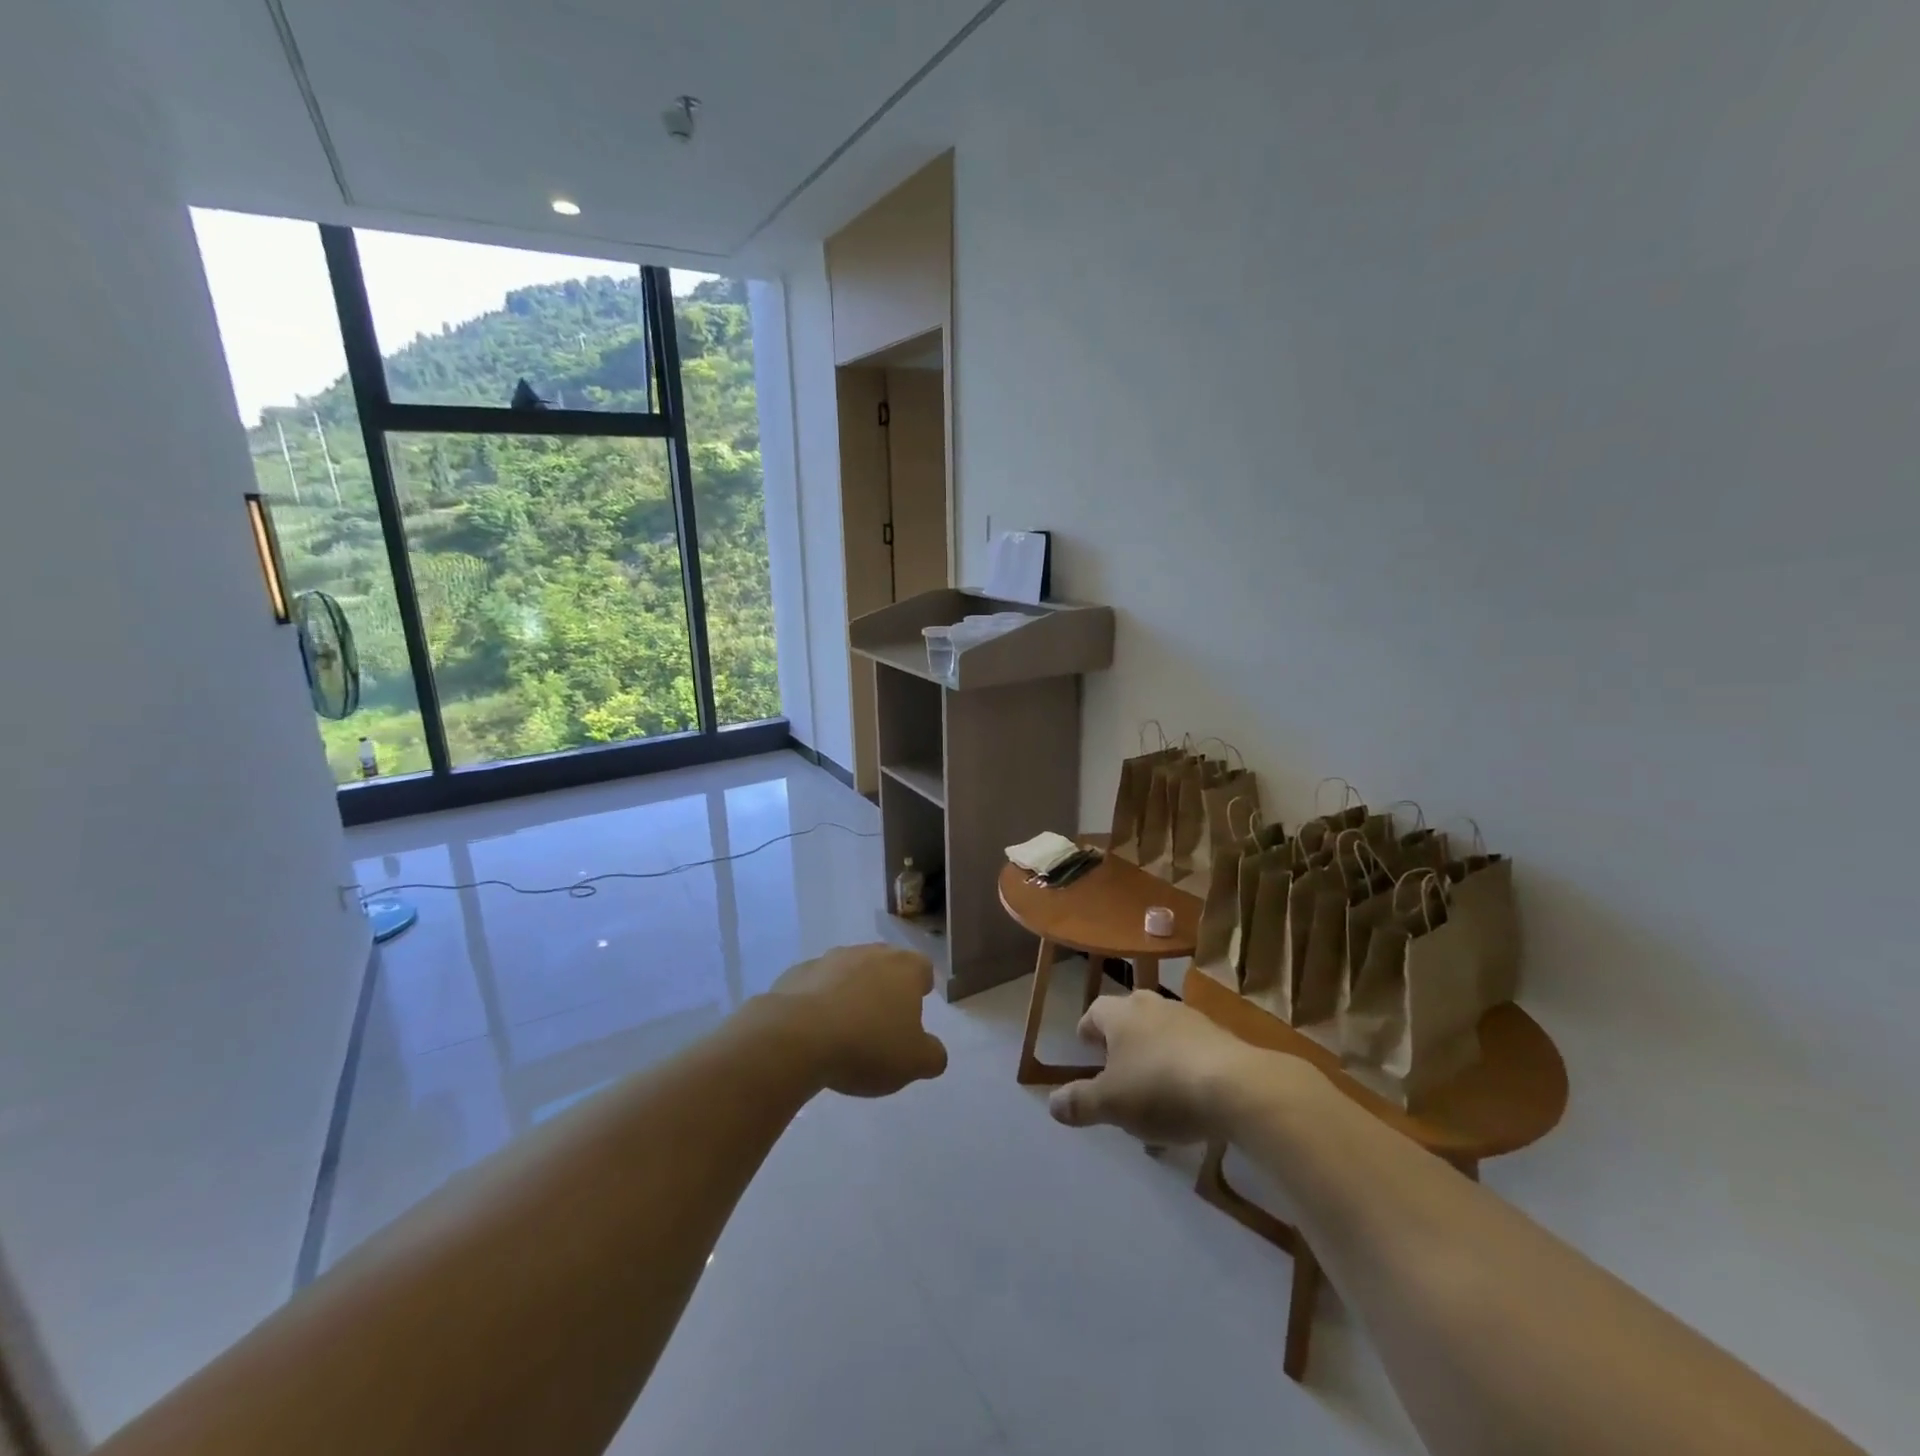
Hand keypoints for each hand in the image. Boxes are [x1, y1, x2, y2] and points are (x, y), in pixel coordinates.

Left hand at [765, 944, 948, 1097]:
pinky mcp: (797, 973)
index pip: (922, 968)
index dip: (921, 987)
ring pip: (849, 972)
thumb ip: (933, 1055)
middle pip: (885, 964)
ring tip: (846, 1028)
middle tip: (882, 1020)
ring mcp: (830, 959)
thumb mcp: (914, 1063)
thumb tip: (934, 1051)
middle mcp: (869, 953)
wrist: (796, 1037)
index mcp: (904, 968)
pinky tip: (814, 1030)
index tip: (915, 1008)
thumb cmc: (867, 1045)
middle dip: (886, 987)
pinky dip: (819, 1001)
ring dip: (851, 992)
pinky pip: (816, 985)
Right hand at [1048, 992, 1300, 1143]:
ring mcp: (1190, 1019)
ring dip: (1153, 1058)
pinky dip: (1183, 1070)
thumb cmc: (1161, 1088)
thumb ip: (1080, 1102)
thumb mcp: (1111, 1104)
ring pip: (1162, 1034)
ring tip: (1153, 1096)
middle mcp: (1153, 1006)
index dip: (1088, 1031)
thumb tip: (1053, 1103)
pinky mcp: (1222, 1038)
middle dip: (1121, 1042)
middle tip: (1116, 1070)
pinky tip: (1188, 1104)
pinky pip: (1191, 1051)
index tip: (1085, 1048)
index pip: (1095, 1012)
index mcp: (1121, 1014)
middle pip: (1130, 1018)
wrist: (1238, 1087)